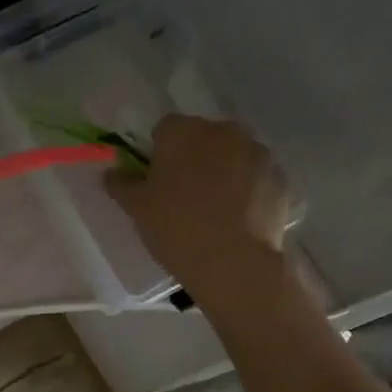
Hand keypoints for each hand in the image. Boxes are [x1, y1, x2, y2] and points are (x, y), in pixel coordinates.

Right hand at [105, 115, 297, 306]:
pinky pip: (256, 178)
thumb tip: (111, 173)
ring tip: (214, 209)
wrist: (233, 262)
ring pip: (233, 155)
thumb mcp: (136, 208)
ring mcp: (257, 153)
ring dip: (223, 171)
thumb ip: (121, 184)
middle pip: (203, 138)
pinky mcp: (280, 178)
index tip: (157, 179)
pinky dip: (248, 190)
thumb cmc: (176, 227)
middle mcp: (223, 131)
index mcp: (183, 131)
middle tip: (184, 195)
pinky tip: (238, 219)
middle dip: (194, 157)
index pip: (165, 129)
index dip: (159, 152)